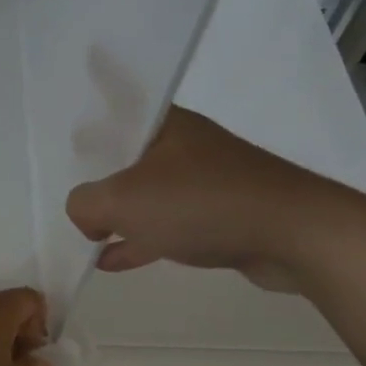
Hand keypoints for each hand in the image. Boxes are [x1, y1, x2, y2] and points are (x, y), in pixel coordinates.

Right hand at [66, 107, 330, 288]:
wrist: (293, 233)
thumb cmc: (200, 203)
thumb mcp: (122, 201)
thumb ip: (85, 204)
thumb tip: (88, 217)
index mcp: (165, 124)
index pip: (118, 105)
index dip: (92, 112)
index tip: (72, 127)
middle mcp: (187, 145)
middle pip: (130, 154)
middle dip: (101, 171)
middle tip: (74, 185)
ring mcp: (209, 180)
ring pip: (150, 192)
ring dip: (121, 213)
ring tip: (90, 233)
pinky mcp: (223, 214)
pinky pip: (171, 222)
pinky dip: (143, 238)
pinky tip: (115, 260)